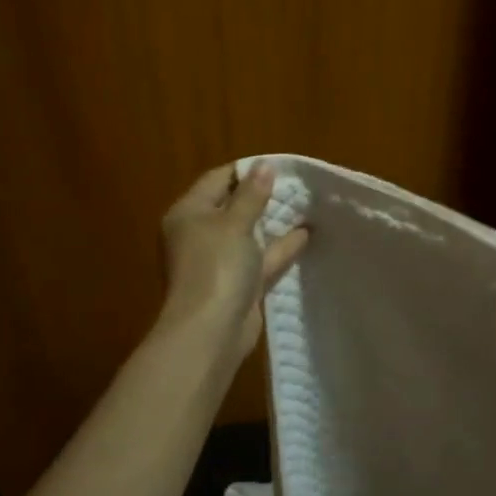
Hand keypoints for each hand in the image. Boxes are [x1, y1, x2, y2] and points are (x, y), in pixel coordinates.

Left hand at [159, 163, 308, 360]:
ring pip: (250, 234)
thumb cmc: (216, 267)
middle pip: (234, 207)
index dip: (246, 171)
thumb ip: (252, 195)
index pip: (217, 180)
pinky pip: (262, 259)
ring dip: (274, 222)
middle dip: (264, 196)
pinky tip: (306, 235)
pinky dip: (281, 247)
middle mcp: (201, 235)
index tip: (279, 165)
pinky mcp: (240, 284)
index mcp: (189, 214)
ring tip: (306, 205)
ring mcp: (221, 261)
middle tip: (297, 184)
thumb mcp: (234, 224)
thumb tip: (264, 165)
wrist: (211, 330)